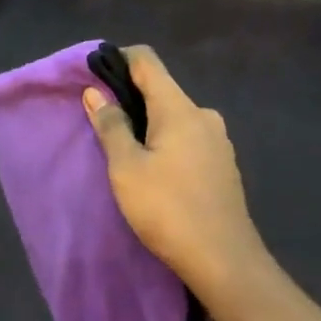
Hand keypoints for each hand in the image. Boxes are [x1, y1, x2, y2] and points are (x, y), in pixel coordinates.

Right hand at [83, 46, 264, 291]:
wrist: (226, 262)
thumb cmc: (168, 209)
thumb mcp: (126, 169)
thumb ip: (111, 126)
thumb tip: (95, 92)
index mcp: (179, 108)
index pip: (147, 60)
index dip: (118, 58)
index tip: (94, 76)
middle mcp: (203, 115)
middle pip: (161, 89)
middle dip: (130, 97)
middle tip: (102, 121)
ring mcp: (218, 140)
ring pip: (175, 116)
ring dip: (149, 123)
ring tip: (125, 150)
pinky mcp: (223, 165)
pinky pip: (188, 138)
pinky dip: (167, 141)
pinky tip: (156, 171)